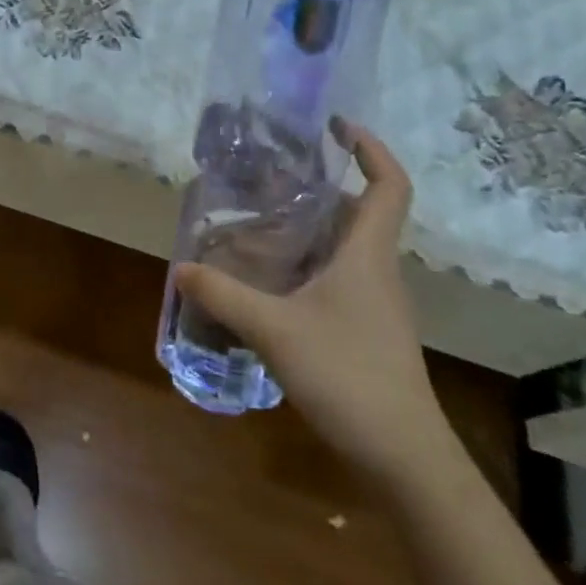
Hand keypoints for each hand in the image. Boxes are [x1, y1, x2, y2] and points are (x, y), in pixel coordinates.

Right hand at [173, 122, 454, 487]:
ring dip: (308, 227)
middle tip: (268, 178)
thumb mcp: (274, 330)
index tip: (338, 127)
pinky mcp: (366, 329)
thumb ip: (223, 295)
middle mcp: (377, 271)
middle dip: (318, 187)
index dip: (370, 149)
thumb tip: (181, 266)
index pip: (390, 186)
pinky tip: (269, 282)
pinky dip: (306, 264)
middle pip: (358, 212)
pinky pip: (336, 277)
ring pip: (344, 247)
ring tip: (257, 222)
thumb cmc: (349, 376)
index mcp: (368, 255)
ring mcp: (375, 303)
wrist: (404, 457)